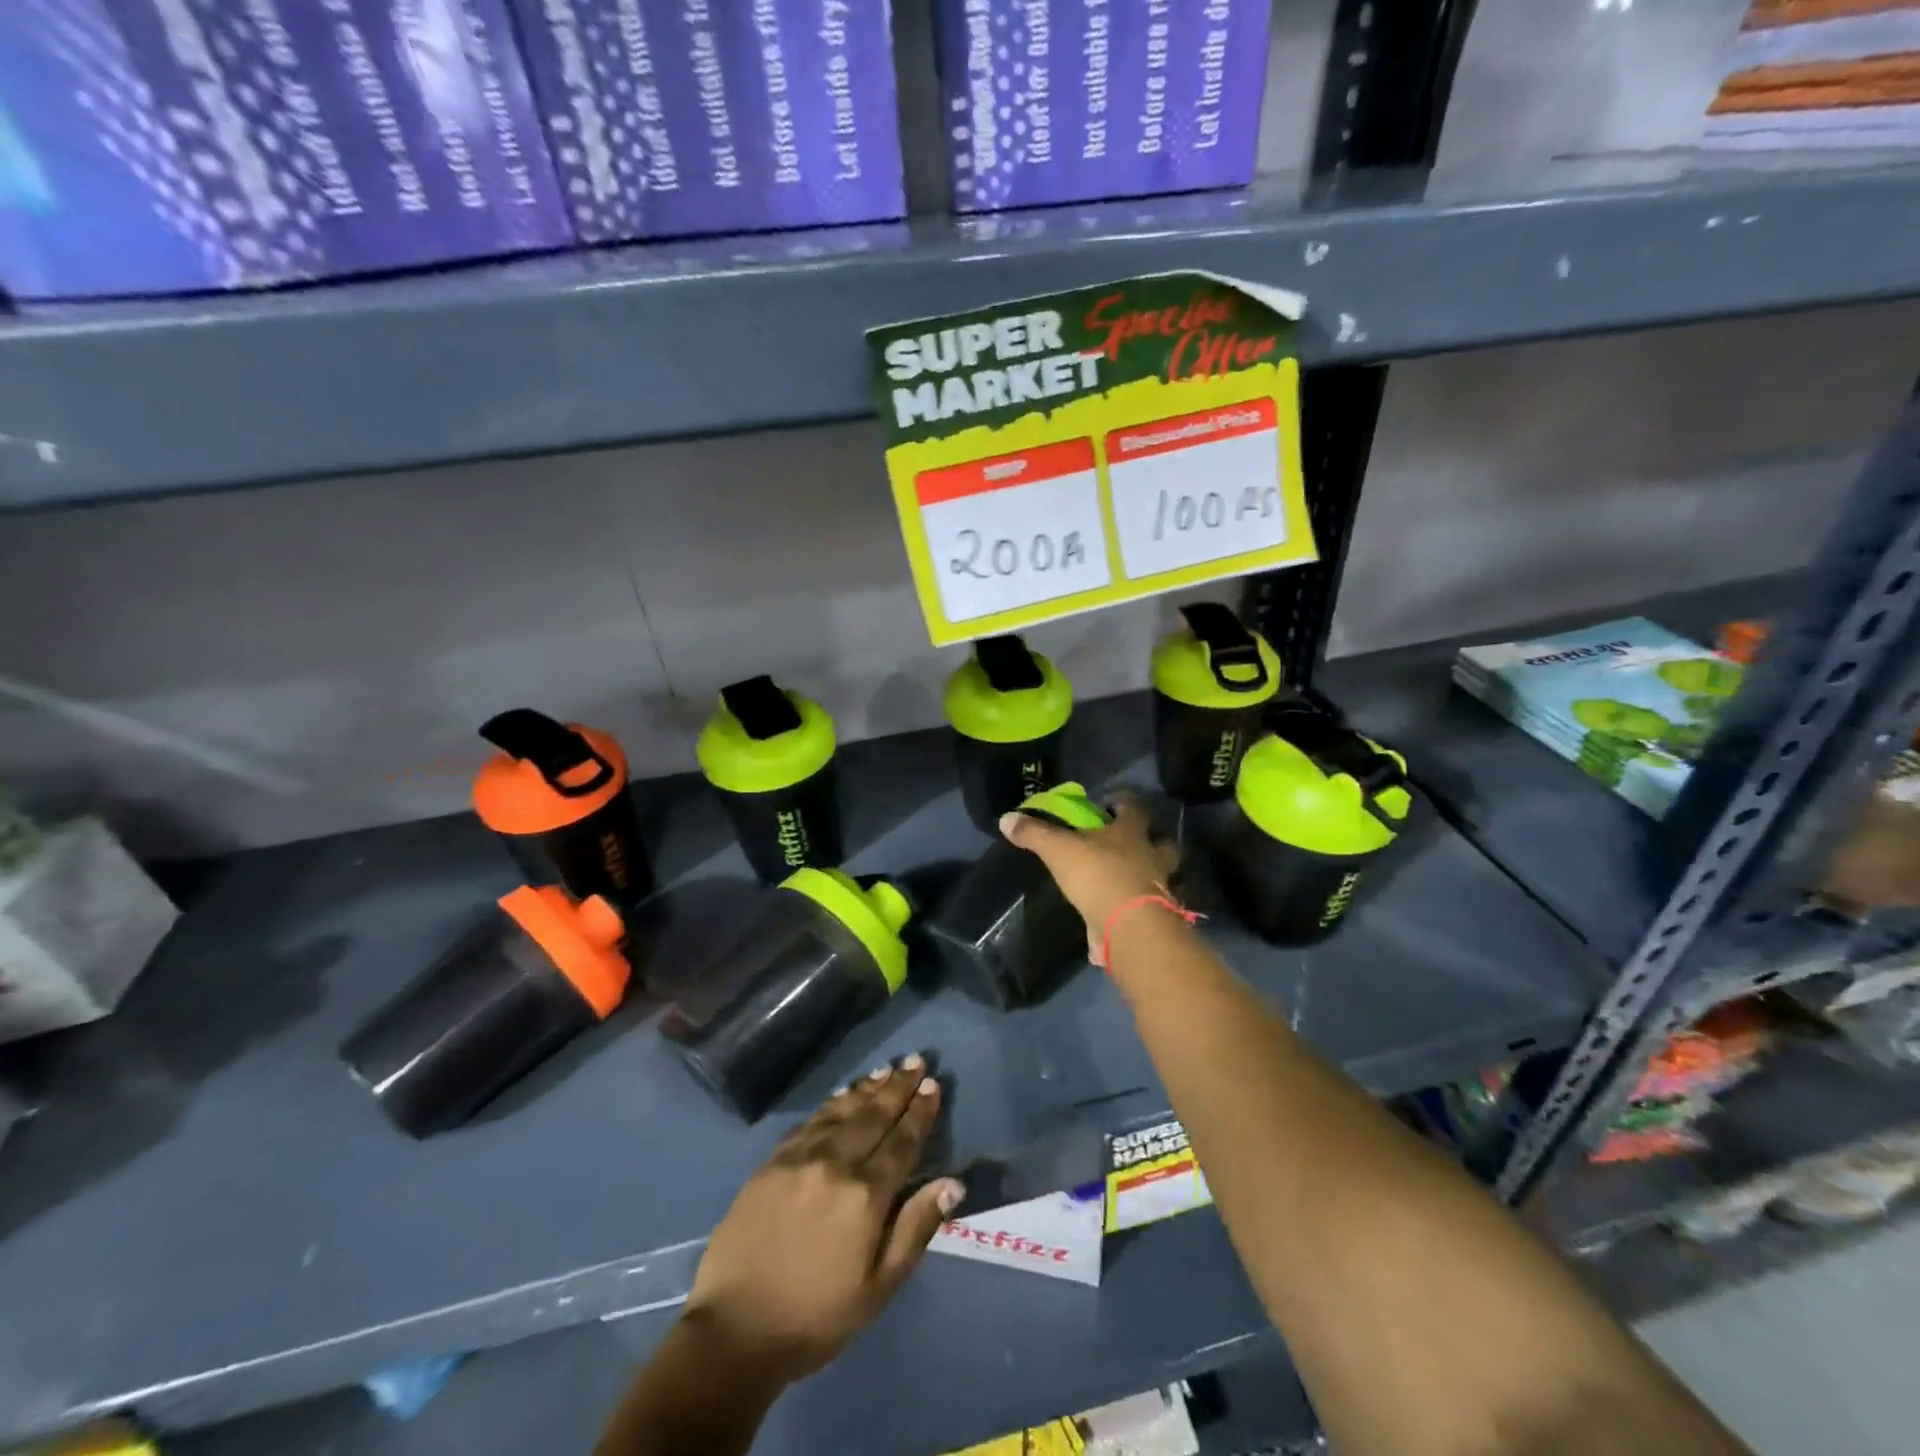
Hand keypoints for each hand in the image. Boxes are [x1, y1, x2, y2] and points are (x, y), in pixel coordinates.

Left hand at [682, 1057, 964, 1384]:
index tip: (933, 1084)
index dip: (920, 1112)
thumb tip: (952, 1184)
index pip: (902, 1141)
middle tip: (915, 1060)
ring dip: (867, 1088)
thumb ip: (915, 1229)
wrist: (734, 1331)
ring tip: (885, 1070)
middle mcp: (835, 1163)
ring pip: (842, 1111)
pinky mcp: (772, 1161)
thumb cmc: (816, 1317)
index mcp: (865, 1195)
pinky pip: (810, 1121)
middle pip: (874, 1115)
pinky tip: (842, 1094)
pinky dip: (832, 1103)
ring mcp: (800, 1157)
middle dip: (898, 1087)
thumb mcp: (878, 1288)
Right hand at [1000, 792, 1180, 962]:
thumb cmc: (1097, 875)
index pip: (1134, 807)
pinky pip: (1151, 909)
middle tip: (1132, 843)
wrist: (1128, 926)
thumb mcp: (1058, 850)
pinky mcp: (1155, 918)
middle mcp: (1151, 856)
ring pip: (1164, 876)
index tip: (1110, 803)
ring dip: (1151, 875)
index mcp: (1131, 833)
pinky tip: (1125, 915)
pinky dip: (1140, 910)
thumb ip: (1035, 833)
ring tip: (1131, 879)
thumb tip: (1006, 818)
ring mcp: (1158, 888)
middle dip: (1152, 841)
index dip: (1123, 802)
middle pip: (1162, 842)